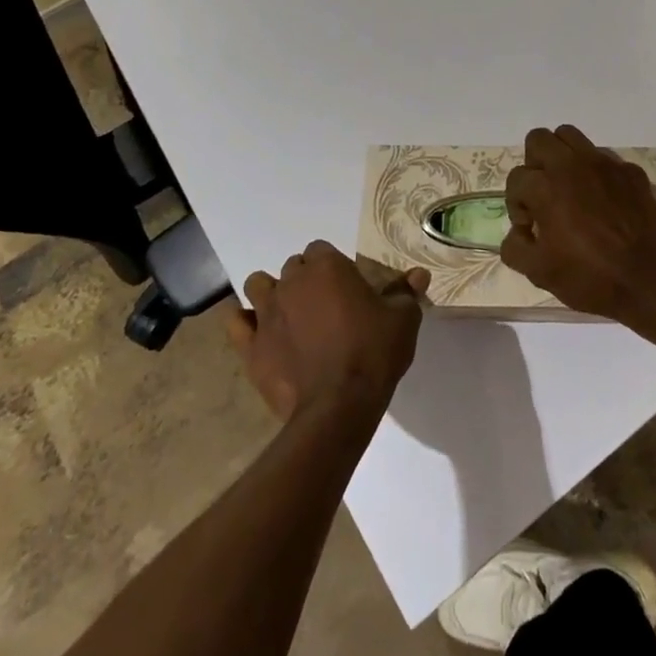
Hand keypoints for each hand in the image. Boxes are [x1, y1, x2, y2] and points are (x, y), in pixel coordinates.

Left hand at [224, 242, 428, 423]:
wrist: (339, 406)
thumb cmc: (374, 352)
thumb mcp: (402, 319)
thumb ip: (406, 292)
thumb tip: (419, 274)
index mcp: (327, 266)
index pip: (320, 249)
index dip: (332, 266)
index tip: (345, 288)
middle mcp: (292, 281)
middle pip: (293, 267)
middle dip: (306, 280)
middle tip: (324, 306)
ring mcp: (267, 313)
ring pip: (259, 285)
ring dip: (272, 293)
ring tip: (290, 315)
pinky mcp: (251, 346)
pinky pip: (236, 323)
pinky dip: (245, 322)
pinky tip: (259, 332)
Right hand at [500, 125, 655, 327]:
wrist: (647, 281)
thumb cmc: (589, 277)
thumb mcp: (538, 272)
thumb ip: (514, 247)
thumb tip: (519, 231)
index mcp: (546, 187)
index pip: (516, 179)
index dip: (517, 205)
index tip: (531, 228)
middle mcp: (572, 165)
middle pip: (538, 139)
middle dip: (534, 165)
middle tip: (543, 195)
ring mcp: (605, 163)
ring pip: (571, 136)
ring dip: (562, 157)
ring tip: (568, 188)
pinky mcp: (630, 170)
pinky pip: (603, 156)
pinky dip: (595, 172)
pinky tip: (602, 200)